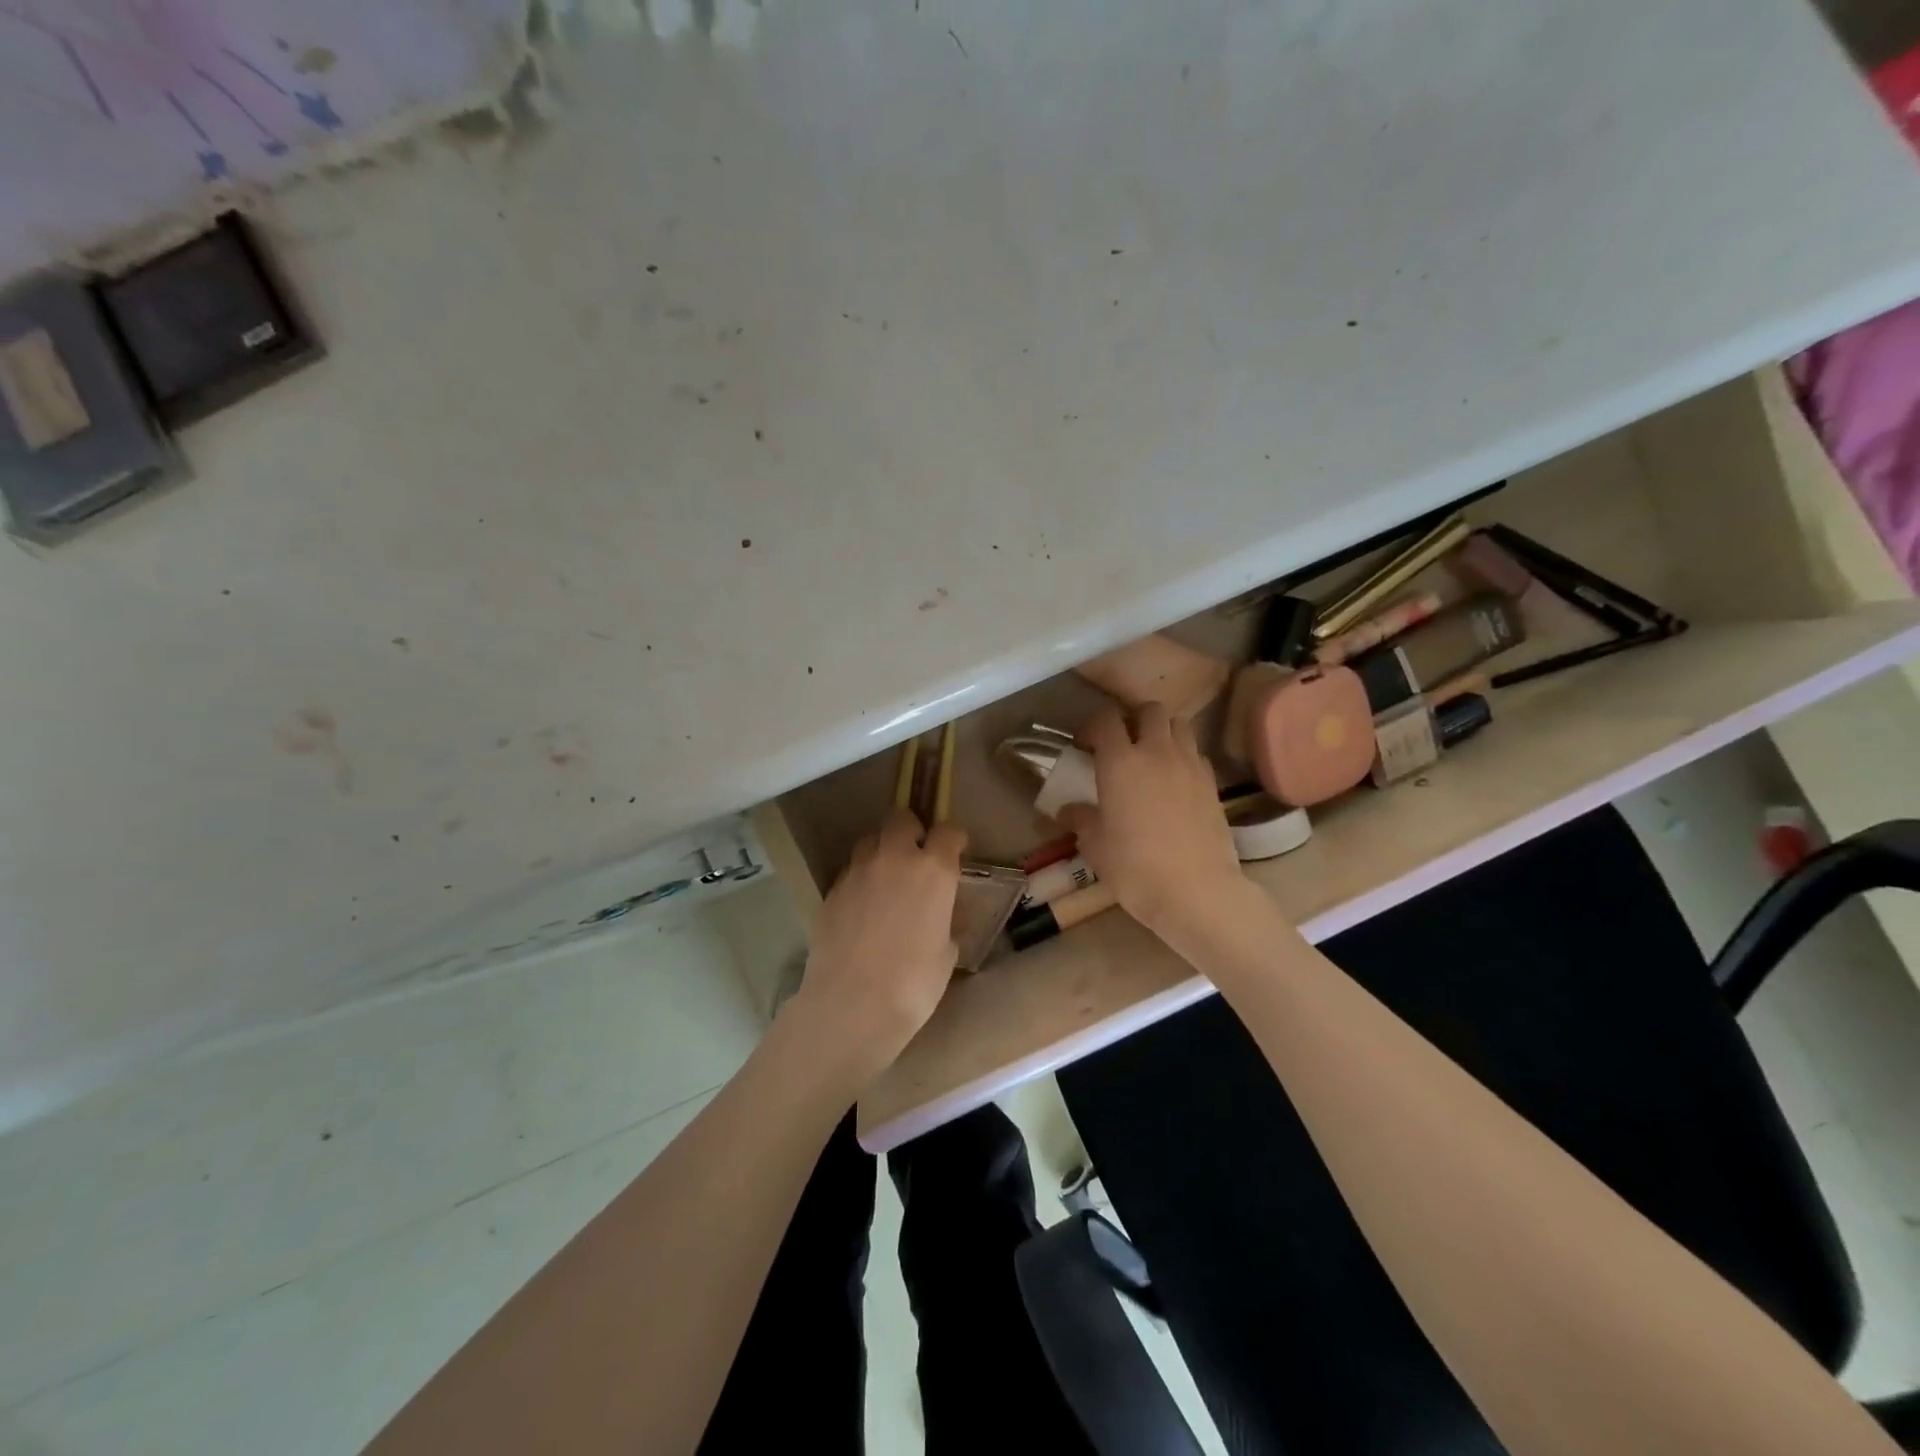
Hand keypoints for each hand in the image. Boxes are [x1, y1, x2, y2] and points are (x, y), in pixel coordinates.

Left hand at [788, 808, 967, 1081]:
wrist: (852, 1005)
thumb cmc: (914, 984)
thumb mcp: (946, 953)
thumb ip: (947, 921)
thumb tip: (945, 915)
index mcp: (933, 870)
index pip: (948, 831)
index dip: (954, 839)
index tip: (955, 852)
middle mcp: (894, 859)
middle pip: (900, 819)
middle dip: (911, 831)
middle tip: (916, 858)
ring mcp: (858, 872)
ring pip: (870, 841)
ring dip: (882, 852)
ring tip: (886, 882)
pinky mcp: (831, 890)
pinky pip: (850, 871)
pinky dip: (861, 880)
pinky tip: (863, 909)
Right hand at [1058, 703, 1245, 937]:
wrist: (1196, 891)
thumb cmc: (1135, 867)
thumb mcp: (1096, 846)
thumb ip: (1081, 820)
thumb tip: (1067, 810)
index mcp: (1120, 762)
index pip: (1106, 720)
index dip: (1093, 727)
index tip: (1085, 746)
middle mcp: (1157, 752)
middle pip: (1150, 710)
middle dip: (1134, 719)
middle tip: (1123, 745)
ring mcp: (1190, 765)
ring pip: (1180, 725)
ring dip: (1163, 732)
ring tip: (1152, 758)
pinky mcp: (1212, 783)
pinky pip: (1196, 754)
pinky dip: (1184, 757)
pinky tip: (1175, 783)